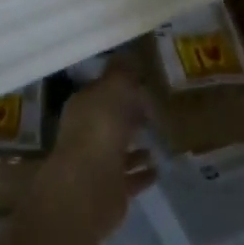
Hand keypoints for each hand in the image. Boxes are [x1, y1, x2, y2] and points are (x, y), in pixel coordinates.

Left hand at [34, 70, 155, 240]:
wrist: (89, 186)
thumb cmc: (100, 129)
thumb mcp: (113, 89)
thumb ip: (121, 72)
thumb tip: (126, 53)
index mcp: (83, 107)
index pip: (101, 92)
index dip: (120, 86)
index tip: (143, 82)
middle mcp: (86, 134)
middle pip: (110, 121)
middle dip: (129, 115)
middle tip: (155, 108)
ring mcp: (97, 164)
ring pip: (119, 150)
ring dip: (135, 146)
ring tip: (160, 137)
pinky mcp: (110, 190)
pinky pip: (130, 178)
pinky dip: (142, 173)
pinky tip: (159, 168)